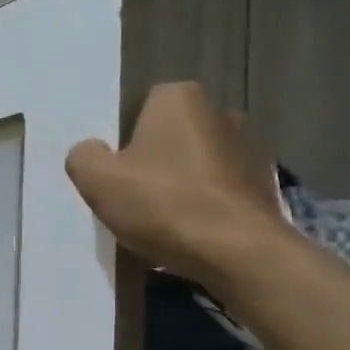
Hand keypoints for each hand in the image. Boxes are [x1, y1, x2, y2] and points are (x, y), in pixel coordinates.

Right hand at [64, 82, 293, 287]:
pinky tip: (193, 234)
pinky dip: (206, 207)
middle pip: (169, 138)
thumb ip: (83, 157)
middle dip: (153, 164)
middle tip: (135, 202)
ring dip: (181, 187)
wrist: (238, 251)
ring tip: (164, 224)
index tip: (116, 177)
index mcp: (179, 97)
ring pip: (196, 166)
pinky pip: (220, 192)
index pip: (138, 111)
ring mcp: (250, 148)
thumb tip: (92, 152)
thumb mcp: (97, 180)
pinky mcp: (266, 184)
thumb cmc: (163, 203)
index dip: (121, 144)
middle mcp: (220, 111)